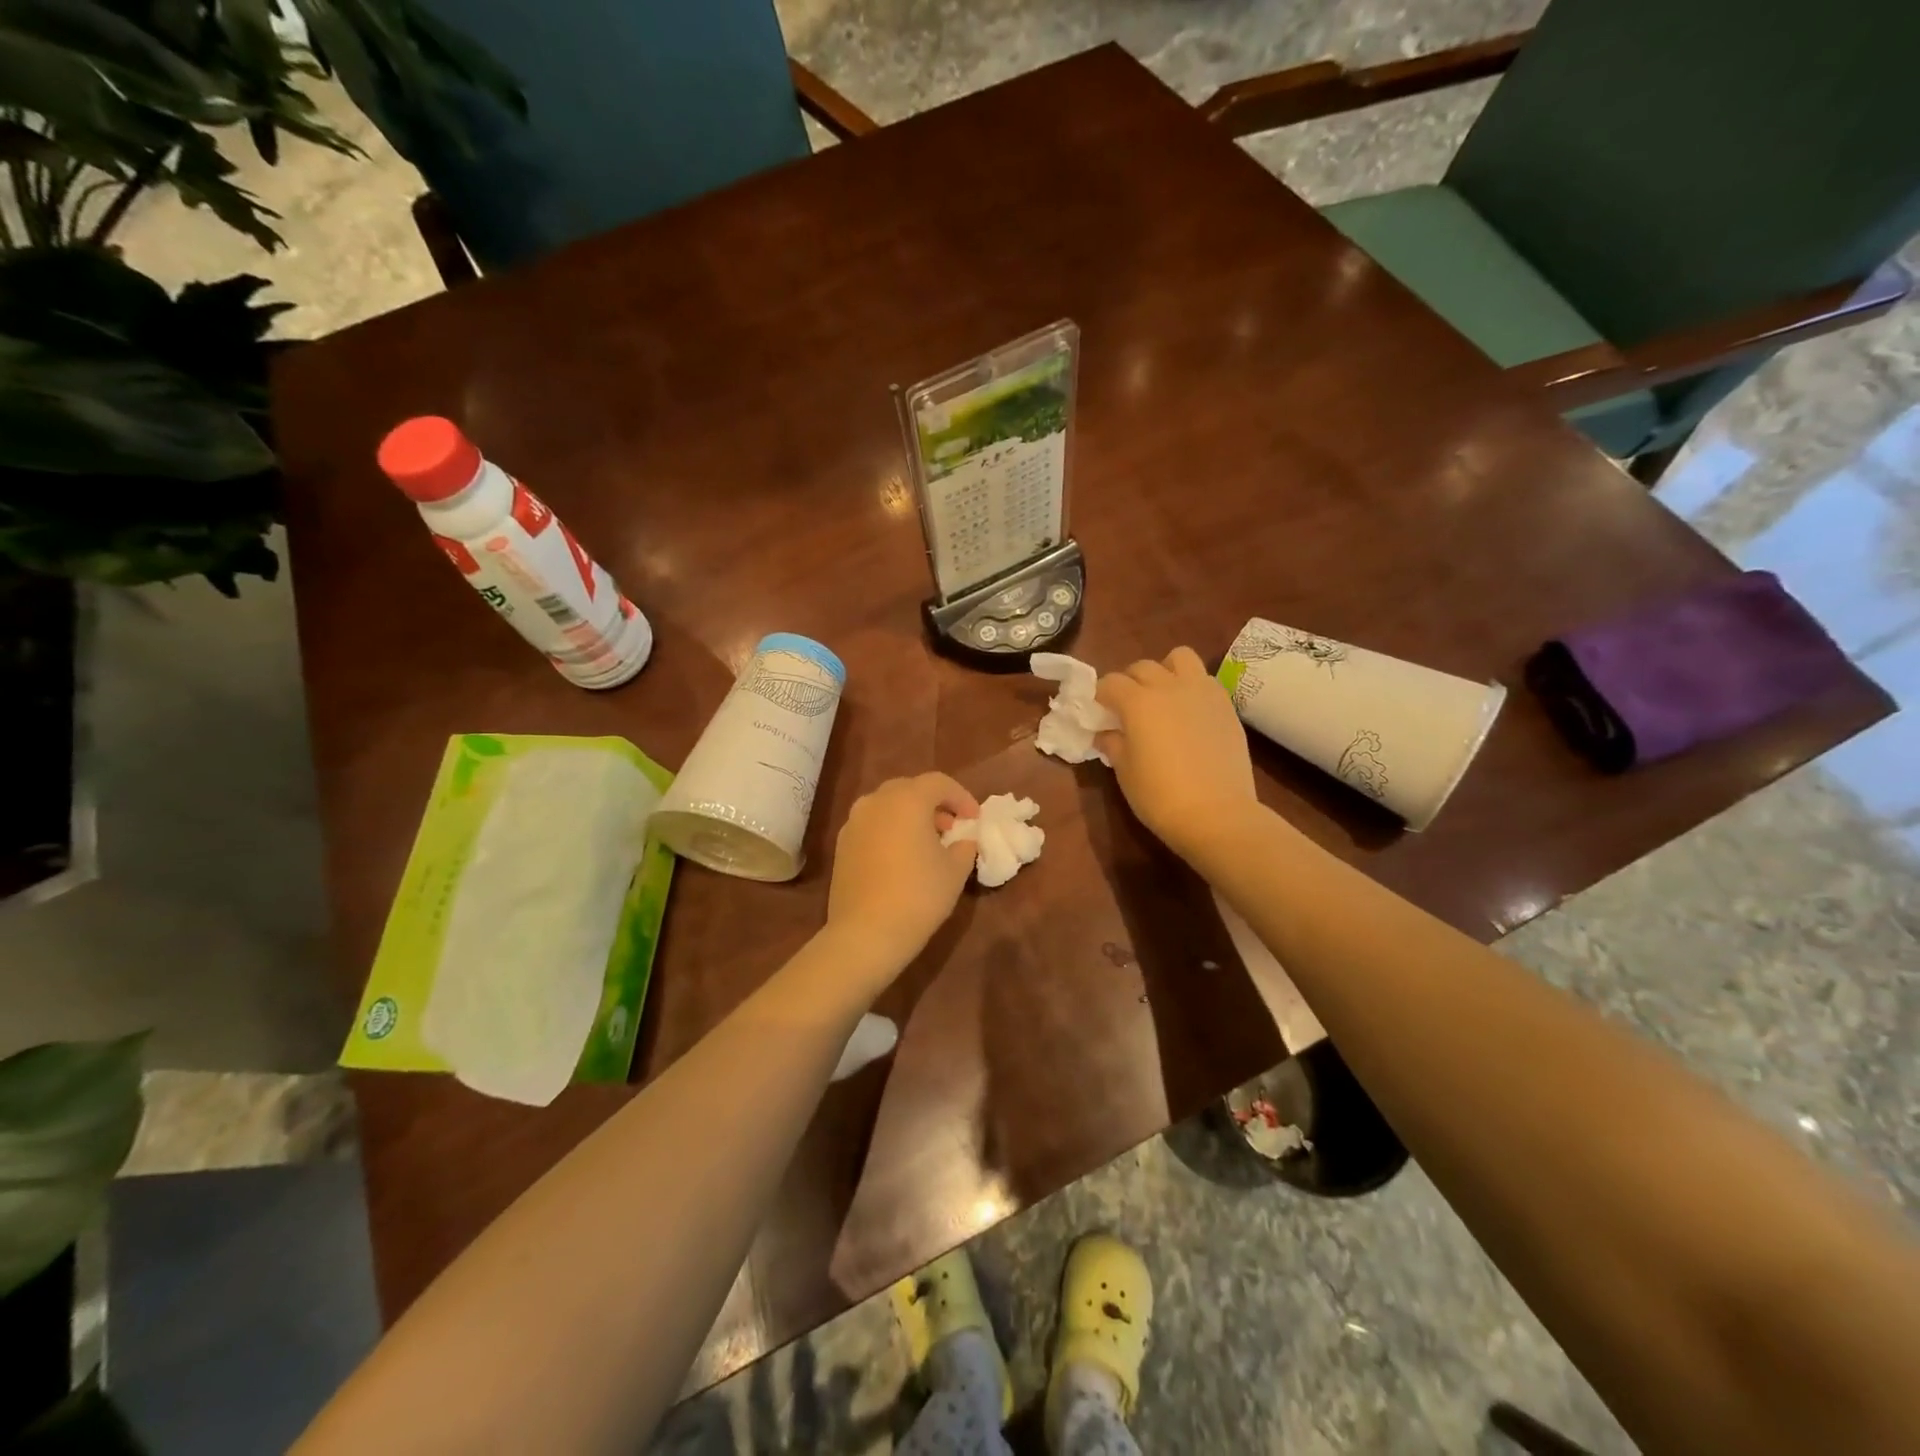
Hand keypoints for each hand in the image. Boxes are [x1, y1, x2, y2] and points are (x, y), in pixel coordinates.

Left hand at [824, 773, 979, 977]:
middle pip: (910, 789)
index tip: (974, 818)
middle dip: (934, 803)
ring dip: (910, 815)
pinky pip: (872, 824)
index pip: (939, 782)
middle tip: (951, 827)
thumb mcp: (955, 871)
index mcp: (907, 800)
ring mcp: (854, 822)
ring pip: (887, 806)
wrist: (866, 933)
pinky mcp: (841, 844)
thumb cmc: (919, 895)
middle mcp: (876, 801)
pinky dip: (890, 830)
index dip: (961, 797)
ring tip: (927, 842)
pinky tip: (901, 856)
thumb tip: (963, 840)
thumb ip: (964, 846)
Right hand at [1096, 647, 1255, 856]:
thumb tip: (1106, 733)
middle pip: (1142, 667)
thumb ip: (1113, 744)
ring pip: (1180, 658)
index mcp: (1138, 702)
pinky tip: (1189, 713)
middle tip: (1126, 707)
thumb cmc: (1160, 796)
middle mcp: (1169, 687)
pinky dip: (1191, 687)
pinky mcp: (1226, 705)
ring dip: (1165, 671)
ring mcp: (1202, 692)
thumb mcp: (1125, 772)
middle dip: (1129, 682)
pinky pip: (1204, 680)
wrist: (1217, 814)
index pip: (1110, 683)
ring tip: (1163, 696)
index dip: (1100, 696)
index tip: (1098, 712)